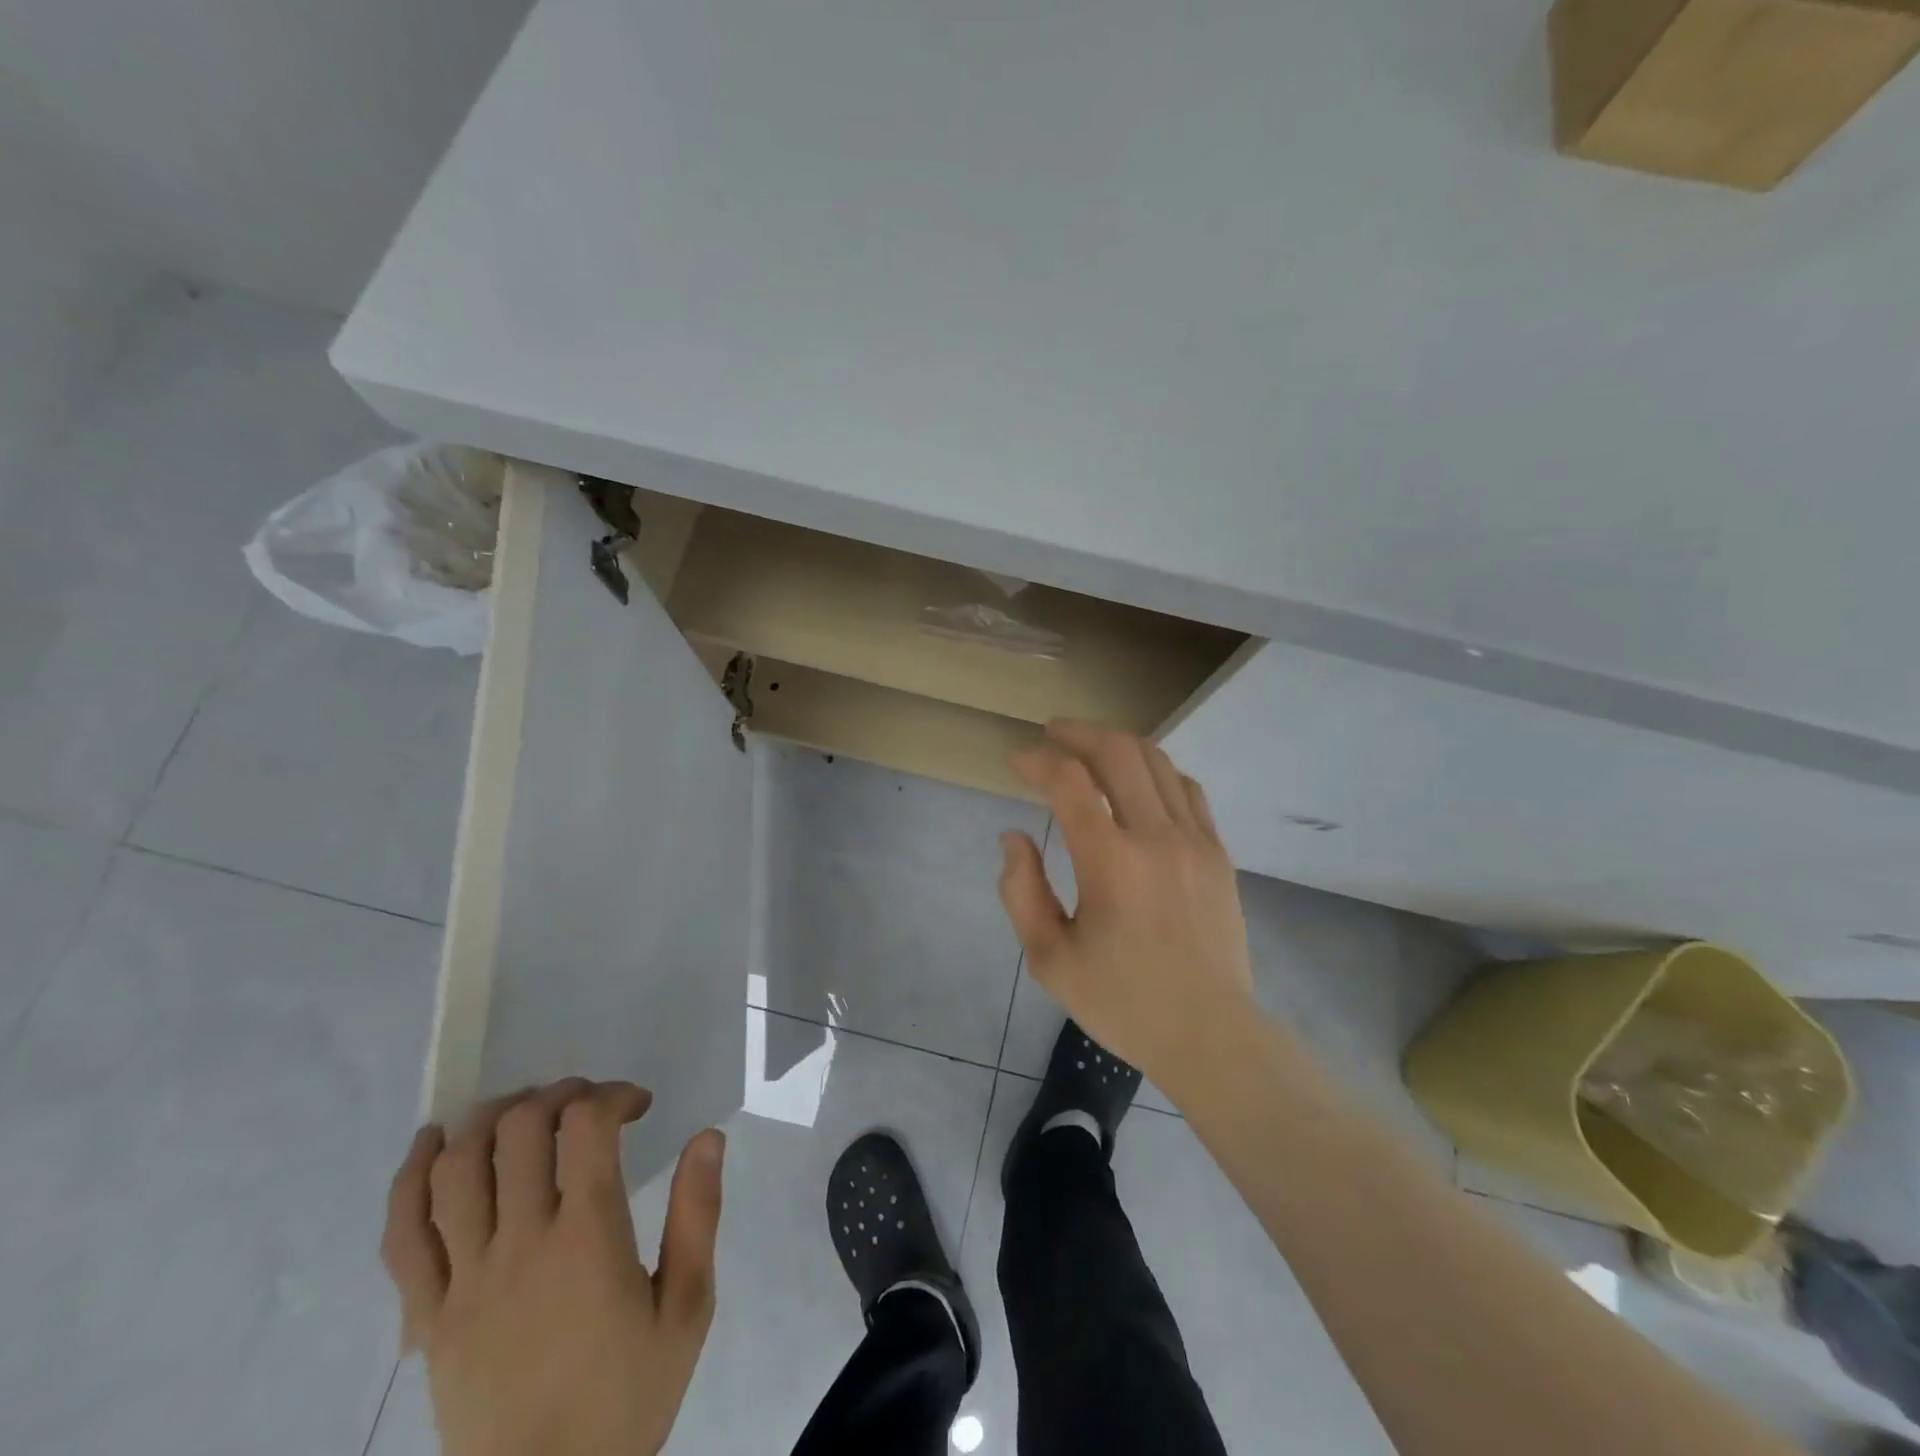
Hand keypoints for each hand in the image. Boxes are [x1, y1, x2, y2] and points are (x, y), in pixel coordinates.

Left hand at [381, 1079, 724, 1455]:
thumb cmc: (627, 1396)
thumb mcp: (687, 1307)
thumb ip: (698, 1214)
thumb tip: (708, 1136)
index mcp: (587, 1238)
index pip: (586, 1125)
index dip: (613, 1094)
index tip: (636, 1106)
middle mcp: (520, 1245)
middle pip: (519, 1129)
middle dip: (557, 1094)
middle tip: (585, 1104)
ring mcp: (463, 1281)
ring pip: (455, 1169)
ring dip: (489, 1119)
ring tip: (522, 1112)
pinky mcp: (425, 1318)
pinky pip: (401, 1236)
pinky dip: (409, 1177)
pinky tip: (430, 1143)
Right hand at [999, 722, 1255, 1092]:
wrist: (1209, 1033)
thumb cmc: (1122, 1002)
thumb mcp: (1049, 960)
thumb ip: (1021, 891)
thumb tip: (1014, 836)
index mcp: (1110, 862)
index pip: (1069, 781)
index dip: (1036, 760)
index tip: (1015, 760)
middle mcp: (1155, 837)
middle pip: (1117, 752)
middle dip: (1078, 733)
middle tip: (1051, 735)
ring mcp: (1194, 840)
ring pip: (1156, 762)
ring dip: (1117, 744)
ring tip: (1089, 748)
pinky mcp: (1218, 852)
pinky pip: (1186, 789)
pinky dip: (1156, 771)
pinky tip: (1138, 781)